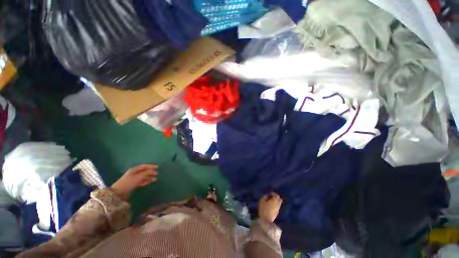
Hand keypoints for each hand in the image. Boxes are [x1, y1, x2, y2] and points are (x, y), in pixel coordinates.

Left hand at [111, 164, 157, 200]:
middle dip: (151, 172)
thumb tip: (153, 171)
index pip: (144, 166)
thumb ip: (147, 173)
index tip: (157, 167)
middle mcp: (134, 173)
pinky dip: (146, 181)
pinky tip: (150, 182)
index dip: (151, 166)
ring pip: (143, 177)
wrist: (118, 192)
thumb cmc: (129, 182)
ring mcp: (133, 179)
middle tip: (157, 173)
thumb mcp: (139, 176)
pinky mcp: (133, 184)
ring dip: (149, 177)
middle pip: (144, 171)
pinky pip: (141, 181)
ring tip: (155, 179)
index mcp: (134, 169)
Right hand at [258, 192, 282, 222]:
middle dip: (276, 197)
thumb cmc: (263, 209)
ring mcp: (278, 209)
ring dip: (276, 201)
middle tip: (271, 196)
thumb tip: (267, 195)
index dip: (273, 193)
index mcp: (275, 200)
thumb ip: (265, 196)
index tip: (269, 193)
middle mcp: (278, 204)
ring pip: (279, 203)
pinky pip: (277, 207)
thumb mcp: (262, 201)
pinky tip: (271, 206)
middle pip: (279, 199)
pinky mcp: (277, 213)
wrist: (266, 220)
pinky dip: (275, 205)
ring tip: (271, 201)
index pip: (276, 195)